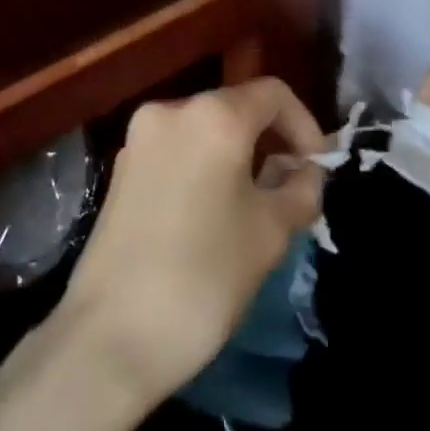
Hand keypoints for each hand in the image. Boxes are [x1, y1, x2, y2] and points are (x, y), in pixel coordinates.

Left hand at [55, 78, 328, 407]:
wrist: (112, 336)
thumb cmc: (205, 275)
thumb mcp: (271, 231)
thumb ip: (301, 188)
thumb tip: (306, 170)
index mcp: (213, 116)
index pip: (273, 94)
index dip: (305, 125)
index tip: (317, 168)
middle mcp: (170, 111)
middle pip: (236, 109)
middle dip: (271, 143)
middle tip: (292, 190)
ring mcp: (138, 140)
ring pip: (204, 132)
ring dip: (238, 157)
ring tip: (255, 207)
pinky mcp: (120, 170)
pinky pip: (177, 153)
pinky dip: (204, 168)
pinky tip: (213, 214)